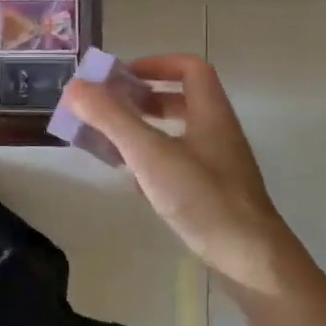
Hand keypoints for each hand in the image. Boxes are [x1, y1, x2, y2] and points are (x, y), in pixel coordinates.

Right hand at [63, 54, 302, 295]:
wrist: (251, 261)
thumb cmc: (203, 198)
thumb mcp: (150, 154)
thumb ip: (112, 118)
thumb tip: (74, 86)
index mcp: (210, 114)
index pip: (189, 68)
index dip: (155, 64)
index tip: (120, 77)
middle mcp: (216, 133)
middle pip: (180, 99)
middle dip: (140, 100)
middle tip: (107, 109)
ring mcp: (216, 165)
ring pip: (176, 134)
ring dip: (142, 131)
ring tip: (109, 142)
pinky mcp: (211, 193)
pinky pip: (176, 164)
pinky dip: (151, 163)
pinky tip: (132, 182)